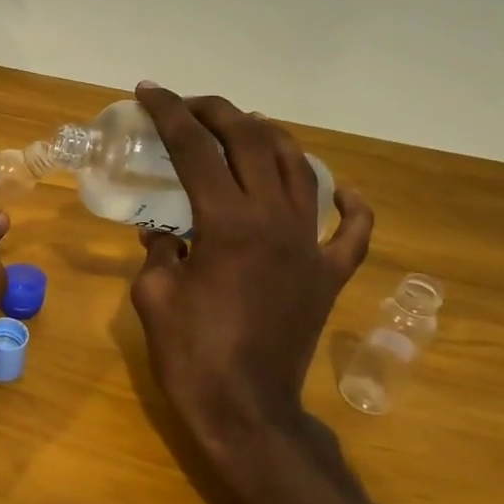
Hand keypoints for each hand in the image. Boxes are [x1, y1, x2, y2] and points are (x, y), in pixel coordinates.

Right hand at [129, 84, 373, 488]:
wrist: (246, 412)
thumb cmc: (191, 356)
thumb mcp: (153, 297)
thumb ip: (159, 251)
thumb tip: (163, 231)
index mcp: (228, 224)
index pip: (196, 150)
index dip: (170, 114)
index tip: (150, 92)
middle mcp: (276, 222)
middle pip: (252, 144)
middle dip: (218, 113)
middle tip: (191, 105)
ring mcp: (311, 247)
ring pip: (301, 170)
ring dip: (272, 139)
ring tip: (246, 127)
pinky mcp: (331, 276)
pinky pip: (353, 231)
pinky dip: (349, 204)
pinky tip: (339, 189)